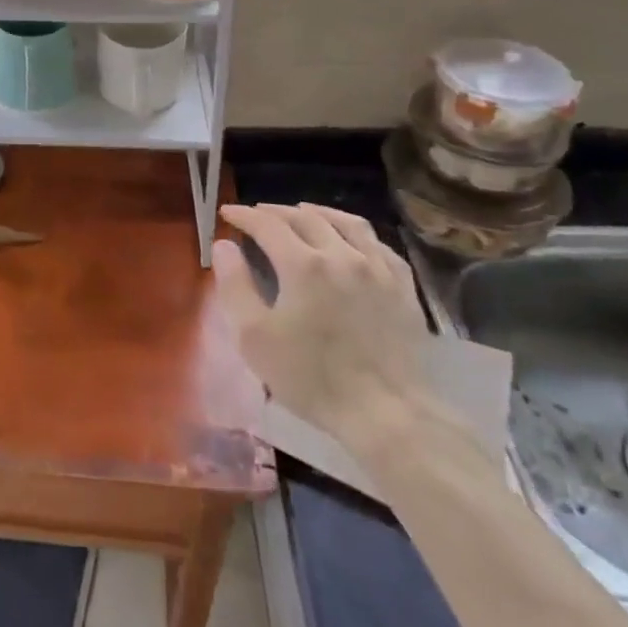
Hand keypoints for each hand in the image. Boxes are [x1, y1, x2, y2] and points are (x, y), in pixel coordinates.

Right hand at [215, 203, 431, 452]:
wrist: (387, 414)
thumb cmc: (311, 378)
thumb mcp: (254, 337)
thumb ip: (235, 285)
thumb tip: (224, 246)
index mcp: (303, 264)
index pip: (267, 225)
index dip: (244, 215)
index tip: (228, 213)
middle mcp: (342, 254)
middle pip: (305, 217)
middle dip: (276, 212)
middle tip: (258, 214)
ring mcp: (378, 269)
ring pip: (347, 223)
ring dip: (319, 212)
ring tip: (303, 212)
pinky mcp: (403, 288)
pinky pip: (379, 245)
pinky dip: (357, 234)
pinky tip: (350, 241)